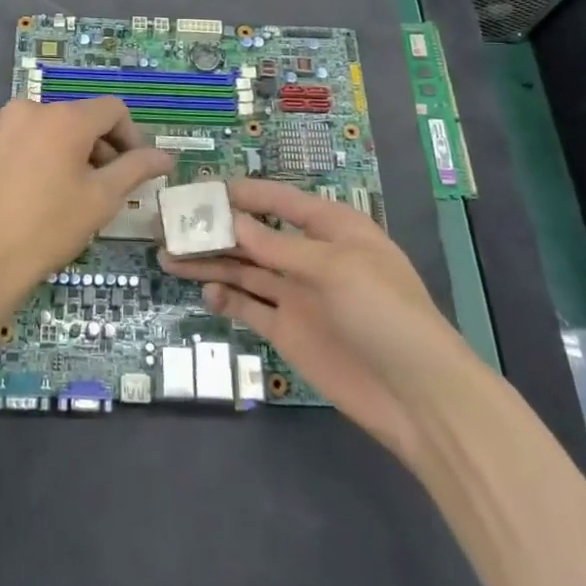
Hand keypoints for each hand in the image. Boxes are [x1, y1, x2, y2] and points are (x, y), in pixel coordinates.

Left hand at [0, 98, 173, 318]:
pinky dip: (42, 156)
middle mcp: (29, 109)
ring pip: (52, 129)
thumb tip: (166, 156)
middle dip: (101, 148)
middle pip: (80, 118)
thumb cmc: (48, 228)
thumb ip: (136, 168)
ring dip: (72, 153)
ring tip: (72, 194)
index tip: (135, 170)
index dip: (132, 137)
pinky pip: (25, 140)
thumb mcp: (102, 199)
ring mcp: (1, 126)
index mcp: (62, 117)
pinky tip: (40, 194)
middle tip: (106, 188)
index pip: (112, 110)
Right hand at [162, 178, 478, 464]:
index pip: (281, 201)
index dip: (243, 193)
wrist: (417, 396)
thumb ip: (278, 246)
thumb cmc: (384, 312)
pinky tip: (205, 292)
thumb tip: (232, 221)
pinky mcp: (288, 331)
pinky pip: (249, 306)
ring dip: (210, 262)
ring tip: (168, 255)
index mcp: (332, 229)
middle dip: (215, 229)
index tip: (201, 188)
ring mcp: (297, 295)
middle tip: (169, 224)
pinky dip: (226, 297)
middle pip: (254, 236)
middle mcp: (310, 257)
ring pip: (244, 270)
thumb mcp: (334, 268)